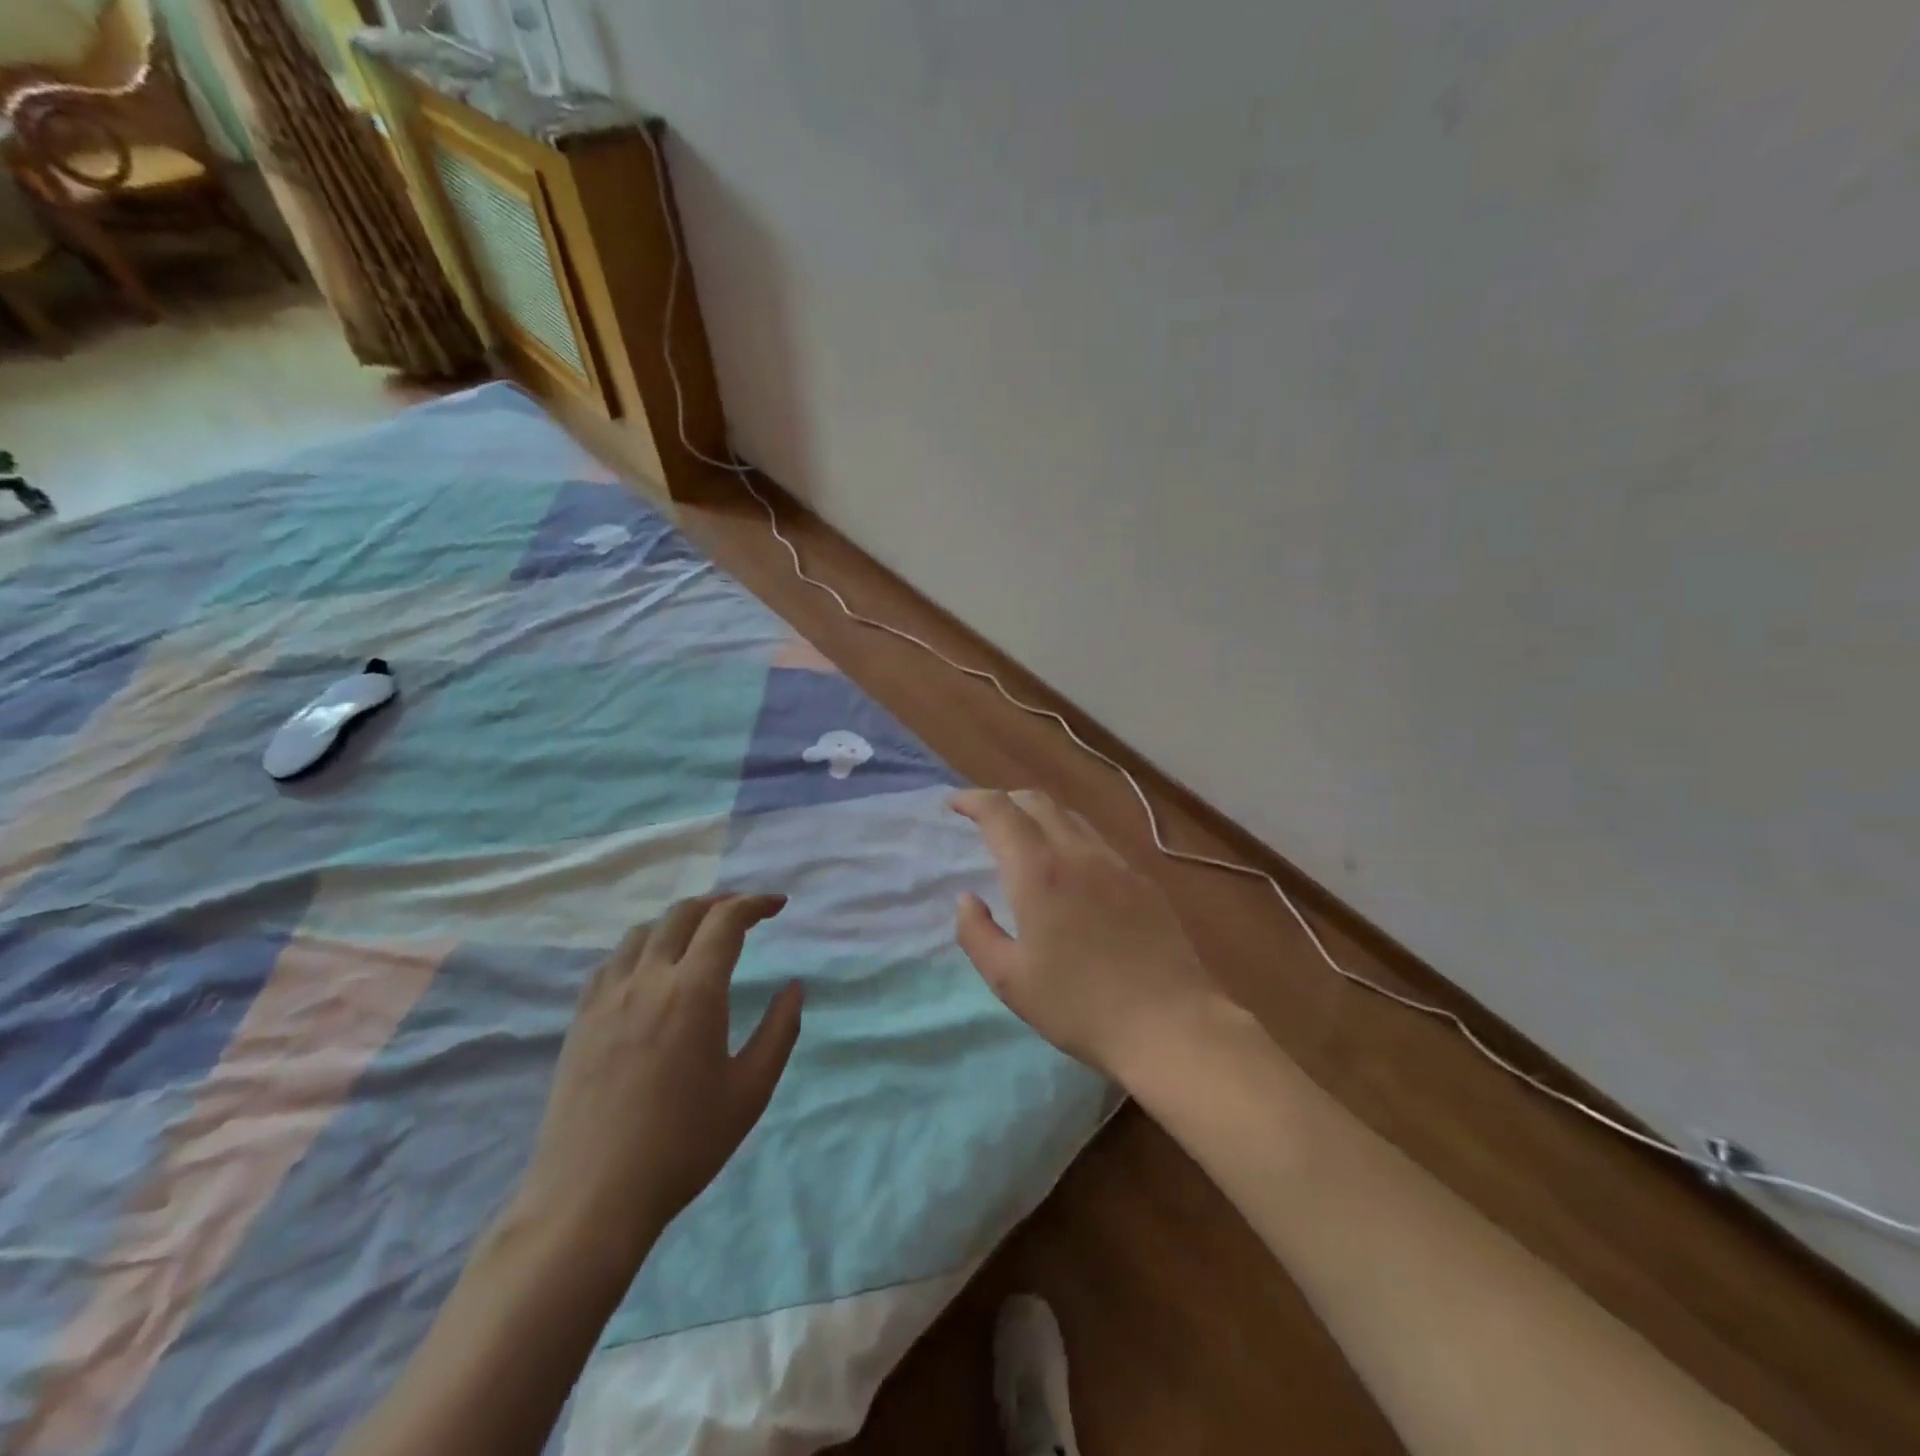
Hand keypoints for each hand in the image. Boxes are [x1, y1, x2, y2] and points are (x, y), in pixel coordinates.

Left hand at [512, 895, 802, 1275]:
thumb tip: (794, 987)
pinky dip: (642, 947)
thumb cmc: (683, 1144)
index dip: (755, 904)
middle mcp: (648, 979)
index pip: (726, 921)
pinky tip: (650, 970)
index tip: (778, 906)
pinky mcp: (581, 1020)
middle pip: (683, 914)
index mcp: (694, 991)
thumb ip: (780, 1031)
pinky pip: (613, 961)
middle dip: (719, 903)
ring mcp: (607, 997)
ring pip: (643, 931)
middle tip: (745, 913)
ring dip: (678, 921)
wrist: (591, 1198)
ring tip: (699, 936)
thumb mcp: (750, 1091)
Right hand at [949, 789, 1223, 1081]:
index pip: (1000, 812)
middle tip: (986, 819)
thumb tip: (967, 900)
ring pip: (1072, 819)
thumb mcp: (1010, 980)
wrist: (1170, 1024)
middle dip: (1006, 801)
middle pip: (1039, 802)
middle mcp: (1079, 854)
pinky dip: (1071, 840)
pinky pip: (1098, 844)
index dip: (973, 800)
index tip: (953, 804)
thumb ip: (977, 934)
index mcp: (1040, 873)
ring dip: (1040, 818)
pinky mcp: (1143, 882)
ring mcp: (1117, 865)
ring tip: (1025, 841)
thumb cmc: (1079, 1007)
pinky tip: (1071, 873)